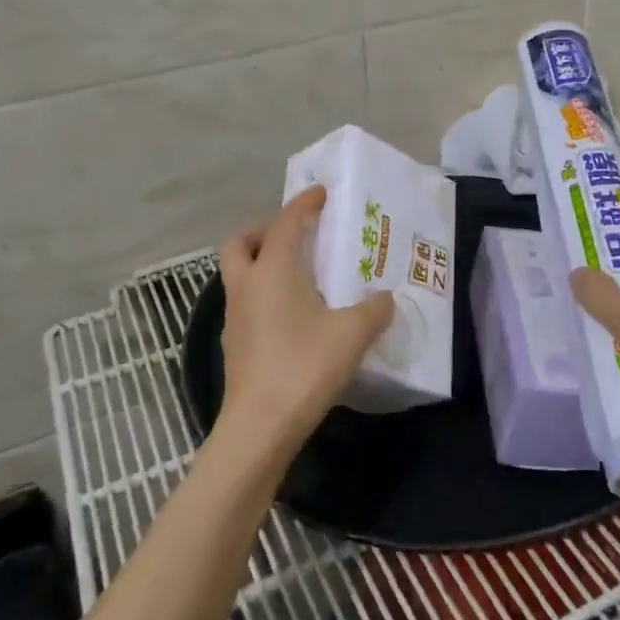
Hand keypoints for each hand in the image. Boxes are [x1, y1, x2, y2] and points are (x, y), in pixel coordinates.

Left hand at [217, 185, 394, 463]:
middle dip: (263, 230)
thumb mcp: (352, 334)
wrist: (260, 425)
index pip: (285, 222)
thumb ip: (373, 310)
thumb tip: (385, 297)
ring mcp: (234, 316)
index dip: (303, 204)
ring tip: (299, 276)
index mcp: (272, 270)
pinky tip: (292, 316)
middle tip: (295, 237)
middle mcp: (246, 285)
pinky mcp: (234, 344)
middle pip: (240, 242)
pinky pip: (245, 302)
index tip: (321, 194)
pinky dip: (263, 294)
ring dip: (261, 263)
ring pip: (238, 273)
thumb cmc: (304, 366)